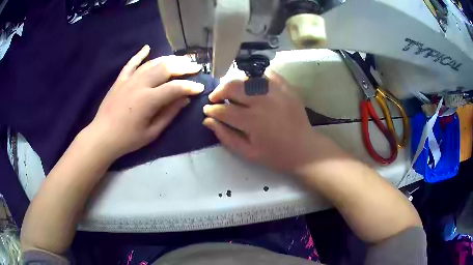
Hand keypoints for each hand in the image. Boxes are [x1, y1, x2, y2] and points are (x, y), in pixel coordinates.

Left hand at [87, 45, 203, 159]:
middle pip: (166, 68)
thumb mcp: (152, 132)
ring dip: (168, 59)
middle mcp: (140, 84)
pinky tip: (147, 47)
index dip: (190, 86)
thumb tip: (185, 99)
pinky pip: (131, 63)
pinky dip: (140, 55)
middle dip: (184, 66)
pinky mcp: (120, 80)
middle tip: (195, 67)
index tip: (201, 87)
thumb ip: (169, 113)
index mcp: (148, 100)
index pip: (175, 87)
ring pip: (152, 63)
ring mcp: (129, 79)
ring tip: (180, 60)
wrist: (102, 136)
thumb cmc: (128, 139)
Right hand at [203, 71, 325, 172]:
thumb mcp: (248, 152)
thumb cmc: (275, 155)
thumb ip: (226, 136)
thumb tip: (208, 121)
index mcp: (252, 121)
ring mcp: (276, 92)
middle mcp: (263, 101)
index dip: (212, 109)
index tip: (207, 110)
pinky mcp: (287, 88)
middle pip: (233, 87)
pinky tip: (252, 84)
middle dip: (219, 91)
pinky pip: (268, 74)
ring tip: (232, 91)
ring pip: (248, 78)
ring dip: (235, 83)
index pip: (224, 110)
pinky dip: (257, 77)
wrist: (304, 149)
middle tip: (216, 98)